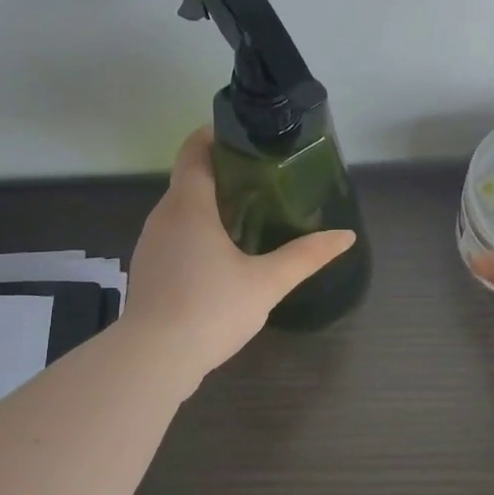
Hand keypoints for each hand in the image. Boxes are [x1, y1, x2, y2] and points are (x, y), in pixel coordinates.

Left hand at [121, 128, 356, 387]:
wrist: (154, 358)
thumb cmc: (211, 309)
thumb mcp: (266, 282)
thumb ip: (306, 256)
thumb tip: (345, 236)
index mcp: (189, 205)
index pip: (194, 151)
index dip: (215, 136)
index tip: (244, 138)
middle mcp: (163, 216)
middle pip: (189, 179)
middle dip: (222, 174)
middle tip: (263, 181)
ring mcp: (150, 244)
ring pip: (180, 211)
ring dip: (209, 206)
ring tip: (248, 216)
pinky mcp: (148, 270)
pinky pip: (174, 236)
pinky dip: (196, 233)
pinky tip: (221, 257)